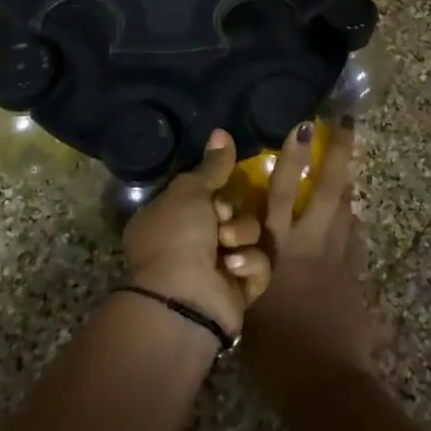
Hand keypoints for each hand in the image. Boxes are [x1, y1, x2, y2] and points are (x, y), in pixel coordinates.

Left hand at [123, 130, 272, 334]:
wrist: (185, 299)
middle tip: (220, 222)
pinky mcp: (241, 289)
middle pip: (233, 211)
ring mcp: (217, 267)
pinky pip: (260, 263)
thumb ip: (212, 165)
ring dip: (241, 237)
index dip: (215, 191)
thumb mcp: (190, 191)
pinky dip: (249, 264)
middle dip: (232, 215)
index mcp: (170, 219)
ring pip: (250, 234)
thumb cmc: (178, 237)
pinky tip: (234, 269)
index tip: (216, 194)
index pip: (206, 193)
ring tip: (227, 249)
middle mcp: (191, 243)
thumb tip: (221, 131)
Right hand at [242, 119, 384, 404]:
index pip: (285, 191)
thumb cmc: (272, 351)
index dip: (293, 157)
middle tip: (346, 123)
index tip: (303, 126)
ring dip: (346, 186)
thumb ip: (247, 270)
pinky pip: (353, 242)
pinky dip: (349, 226)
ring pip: (347, 211)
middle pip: (330, 190)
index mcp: (280, 248)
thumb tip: (238, 251)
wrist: (322, 382)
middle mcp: (311, 244)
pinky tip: (348, 221)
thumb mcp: (247, 304)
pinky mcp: (355, 279)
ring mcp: (339, 259)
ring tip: (346, 163)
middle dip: (339, 153)